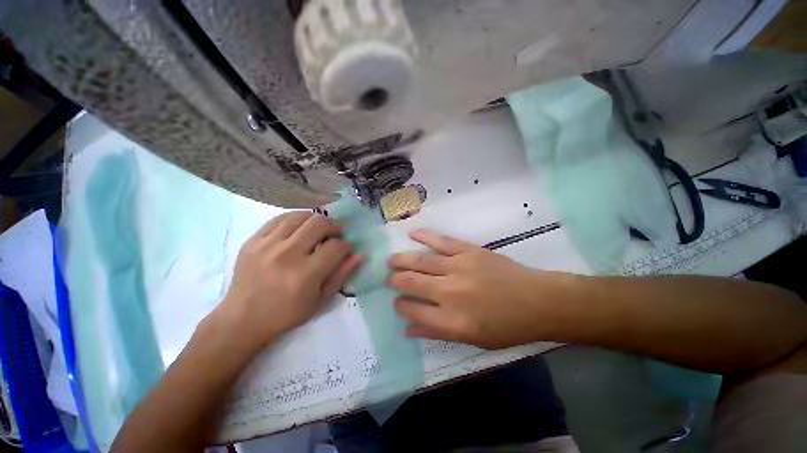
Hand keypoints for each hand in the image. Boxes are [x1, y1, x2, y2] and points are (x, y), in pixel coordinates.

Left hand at [216, 212, 362, 350]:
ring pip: (300, 216)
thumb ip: (341, 275)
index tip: (346, 249)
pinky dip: (295, 220)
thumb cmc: (286, 314)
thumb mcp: (320, 300)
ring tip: (317, 230)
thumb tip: (360, 255)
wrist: (242, 319)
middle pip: (320, 223)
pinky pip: (279, 218)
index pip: (336, 246)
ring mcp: (267, 245)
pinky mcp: (253, 241)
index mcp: (305, 274)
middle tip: (334, 236)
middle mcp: (287, 255)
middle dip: (334, 227)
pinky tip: (299, 228)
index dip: (347, 245)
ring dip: (315, 220)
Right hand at [387, 229, 576, 348]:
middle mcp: (450, 293)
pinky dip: (424, 237)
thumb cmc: (506, 326)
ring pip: (420, 261)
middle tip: (389, 278)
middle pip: (411, 283)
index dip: (400, 305)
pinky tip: (411, 235)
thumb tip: (407, 329)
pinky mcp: (468, 251)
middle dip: (394, 280)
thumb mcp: (472, 340)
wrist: (537, 301)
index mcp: (451, 320)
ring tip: (391, 260)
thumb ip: (436, 332)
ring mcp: (458, 268)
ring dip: (401, 260)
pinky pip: (441, 241)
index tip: (397, 301)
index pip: (412, 310)